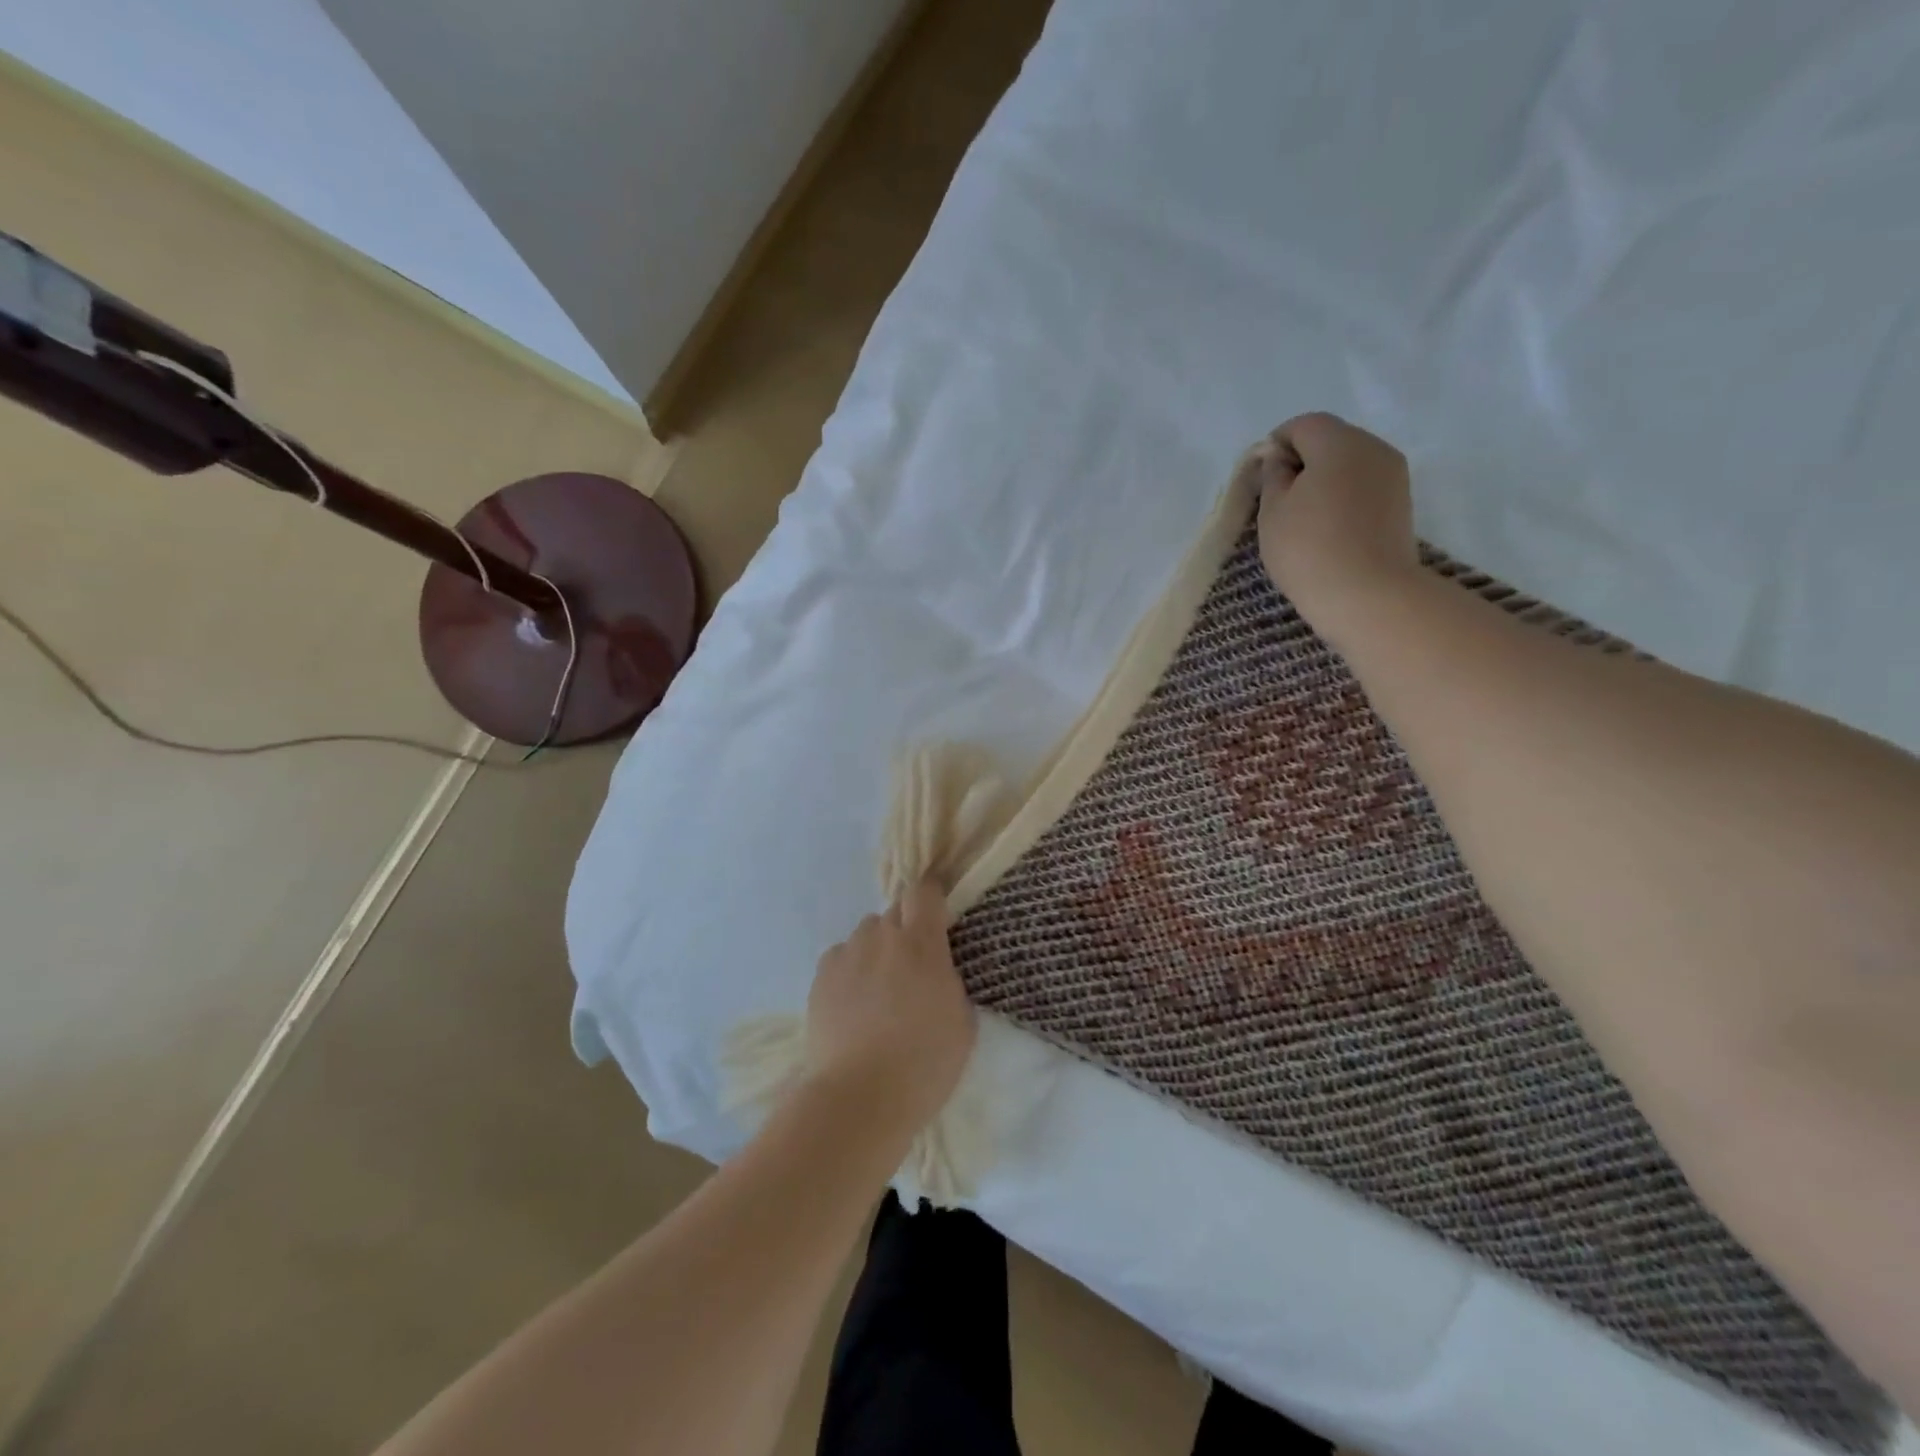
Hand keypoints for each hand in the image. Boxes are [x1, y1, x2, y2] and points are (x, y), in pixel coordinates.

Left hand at [804, 878, 975, 1133]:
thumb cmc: (924, 1063)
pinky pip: (841, 957)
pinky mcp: (821, 976)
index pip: (924, 892)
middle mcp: (882, 936)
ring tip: (878, 989)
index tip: (937, 913)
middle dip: (905, 929)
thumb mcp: (962, 1021)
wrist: (860, 1096)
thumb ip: (950, 981)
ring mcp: (848, 954)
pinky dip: (850, 970)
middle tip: (911, 966)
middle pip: (894, 912)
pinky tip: (853, 1004)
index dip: (931, 897)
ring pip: (866, 934)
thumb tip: (938, 970)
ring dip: (876, 949)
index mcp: (922, 943)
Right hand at [1248, 412, 1419, 640]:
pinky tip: (1328, 529)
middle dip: (1302, 461)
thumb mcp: (1272, 512)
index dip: (1276, 445)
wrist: (1367, 595)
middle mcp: (1373, 447)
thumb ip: (1272, 476)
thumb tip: (1278, 458)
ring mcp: (1394, 474)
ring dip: (1324, 480)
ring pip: (1350, 463)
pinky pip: (1364, 485)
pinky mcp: (1402, 502)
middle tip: (1279, 500)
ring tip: (1303, 518)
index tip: (1261, 479)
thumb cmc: (1308, 549)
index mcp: (1338, 442)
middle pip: (1331, 439)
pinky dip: (1344, 496)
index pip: (1303, 425)